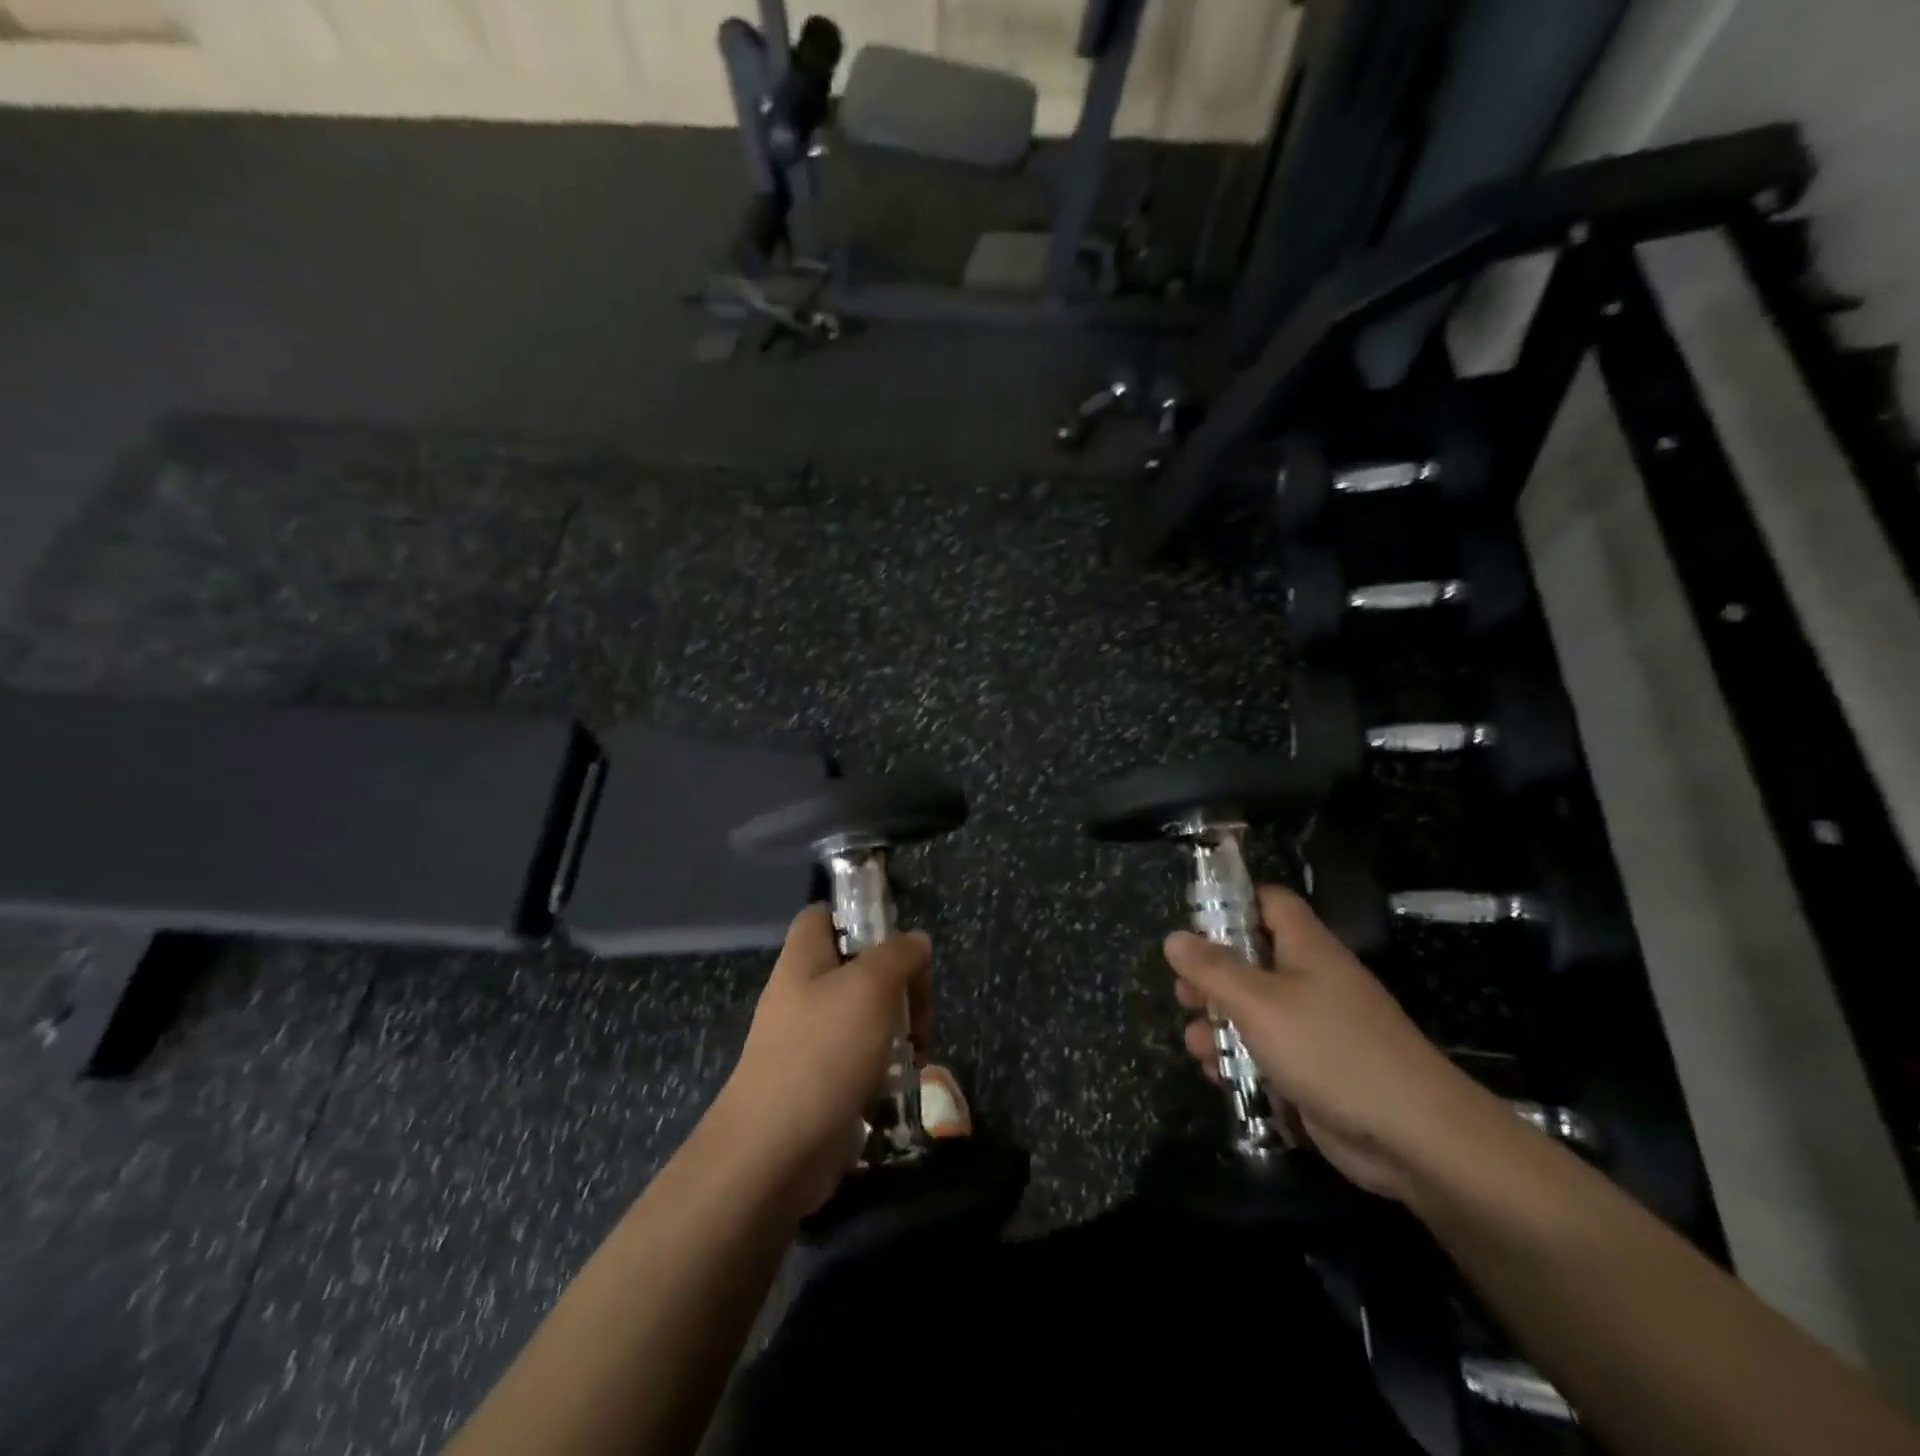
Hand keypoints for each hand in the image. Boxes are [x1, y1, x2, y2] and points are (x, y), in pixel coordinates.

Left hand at [711, 905, 931, 1215]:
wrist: (774, 1154)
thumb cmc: (823, 1053)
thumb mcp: (871, 987)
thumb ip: (898, 955)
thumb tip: (916, 941)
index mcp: (804, 959)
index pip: (823, 915)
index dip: (857, 916)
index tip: (896, 940)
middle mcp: (802, 994)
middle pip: (856, 967)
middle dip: (897, 984)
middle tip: (918, 1009)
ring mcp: (809, 1041)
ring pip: (863, 1015)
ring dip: (897, 1028)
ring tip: (916, 1050)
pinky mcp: (820, 1083)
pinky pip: (859, 1059)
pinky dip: (883, 1067)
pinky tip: (899, 1082)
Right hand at [1166, 886, 1500, 1201]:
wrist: (1413, 1136)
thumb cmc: (1329, 1050)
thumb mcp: (1259, 1003)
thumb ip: (1212, 969)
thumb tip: (1174, 938)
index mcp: (1306, 948)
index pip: (1270, 902)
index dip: (1233, 903)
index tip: (1194, 924)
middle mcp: (1312, 980)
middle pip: (1253, 959)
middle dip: (1212, 977)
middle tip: (1183, 994)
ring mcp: (1317, 1027)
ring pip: (1256, 1011)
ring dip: (1220, 1025)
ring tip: (1194, 1043)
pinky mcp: (1316, 1071)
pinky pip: (1269, 1053)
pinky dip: (1242, 1060)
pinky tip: (1217, 1076)